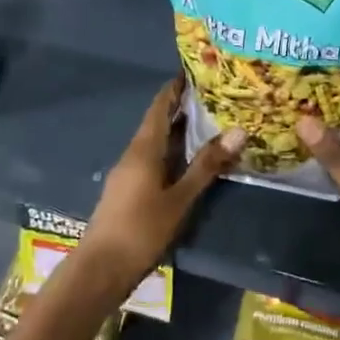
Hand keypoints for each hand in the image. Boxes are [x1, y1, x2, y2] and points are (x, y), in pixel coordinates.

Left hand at [80, 77, 242, 293]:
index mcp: (143, 149)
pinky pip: (152, 159)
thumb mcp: (180, 198)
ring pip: (155, 142)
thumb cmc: (141, 229)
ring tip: (208, 123)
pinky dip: (171, 152)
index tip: (196, 72)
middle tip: (213, 97)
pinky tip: (188, 160)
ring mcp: (127, 173)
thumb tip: (238, 131)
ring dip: (177, 131)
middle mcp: (133, 154)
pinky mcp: (128, 190)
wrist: (101, 268)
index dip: (175, 88)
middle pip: (157, 122)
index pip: (160, 106)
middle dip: (181, 107)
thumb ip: (207, 165)